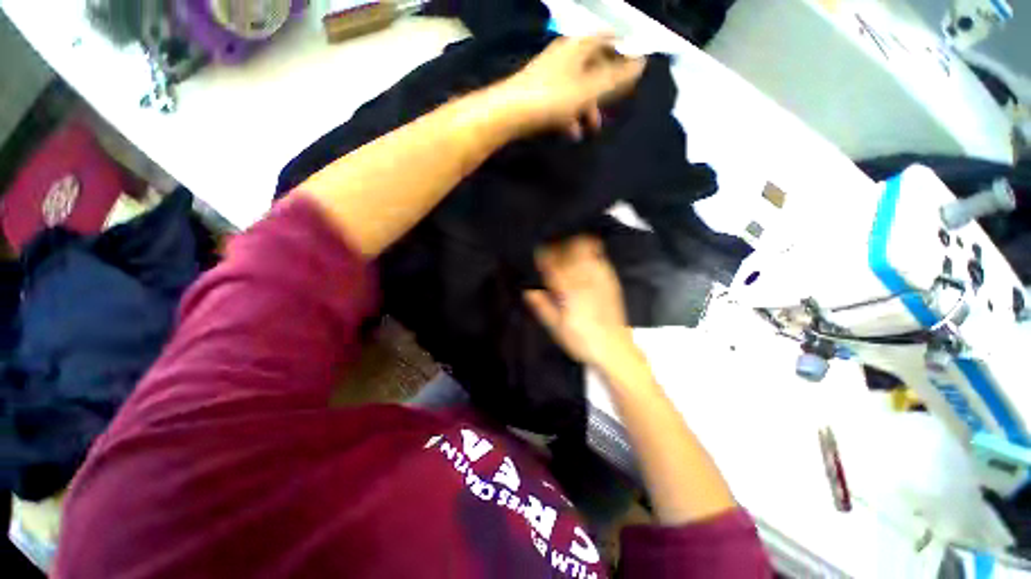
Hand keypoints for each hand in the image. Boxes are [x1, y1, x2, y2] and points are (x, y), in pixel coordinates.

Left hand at [494, 34, 645, 139]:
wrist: (510, 113)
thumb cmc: (553, 98)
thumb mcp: (590, 88)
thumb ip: (617, 77)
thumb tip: (643, 62)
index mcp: (578, 46)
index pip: (606, 39)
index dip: (621, 50)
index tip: (632, 68)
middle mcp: (563, 54)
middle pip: (591, 65)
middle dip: (604, 87)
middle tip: (613, 105)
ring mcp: (548, 74)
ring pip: (576, 87)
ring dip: (587, 107)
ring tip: (592, 129)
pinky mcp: (537, 93)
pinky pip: (561, 101)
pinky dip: (570, 115)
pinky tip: (572, 133)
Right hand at [524, 236, 638, 369]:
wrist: (614, 349)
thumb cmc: (581, 341)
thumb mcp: (557, 329)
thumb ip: (543, 308)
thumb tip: (528, 291)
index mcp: (569, 294)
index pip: (554, 267)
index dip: (545, 257)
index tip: (539, 251)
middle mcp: (585, 282)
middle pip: (570, 254)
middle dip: (559, 247)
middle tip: (552, 248)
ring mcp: (600, 280)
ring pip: (587, 252)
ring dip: (575, 245)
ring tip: (567, 246)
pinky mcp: (611, 282)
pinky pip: (601, 259)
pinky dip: (592, 251)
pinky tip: (587, 254)